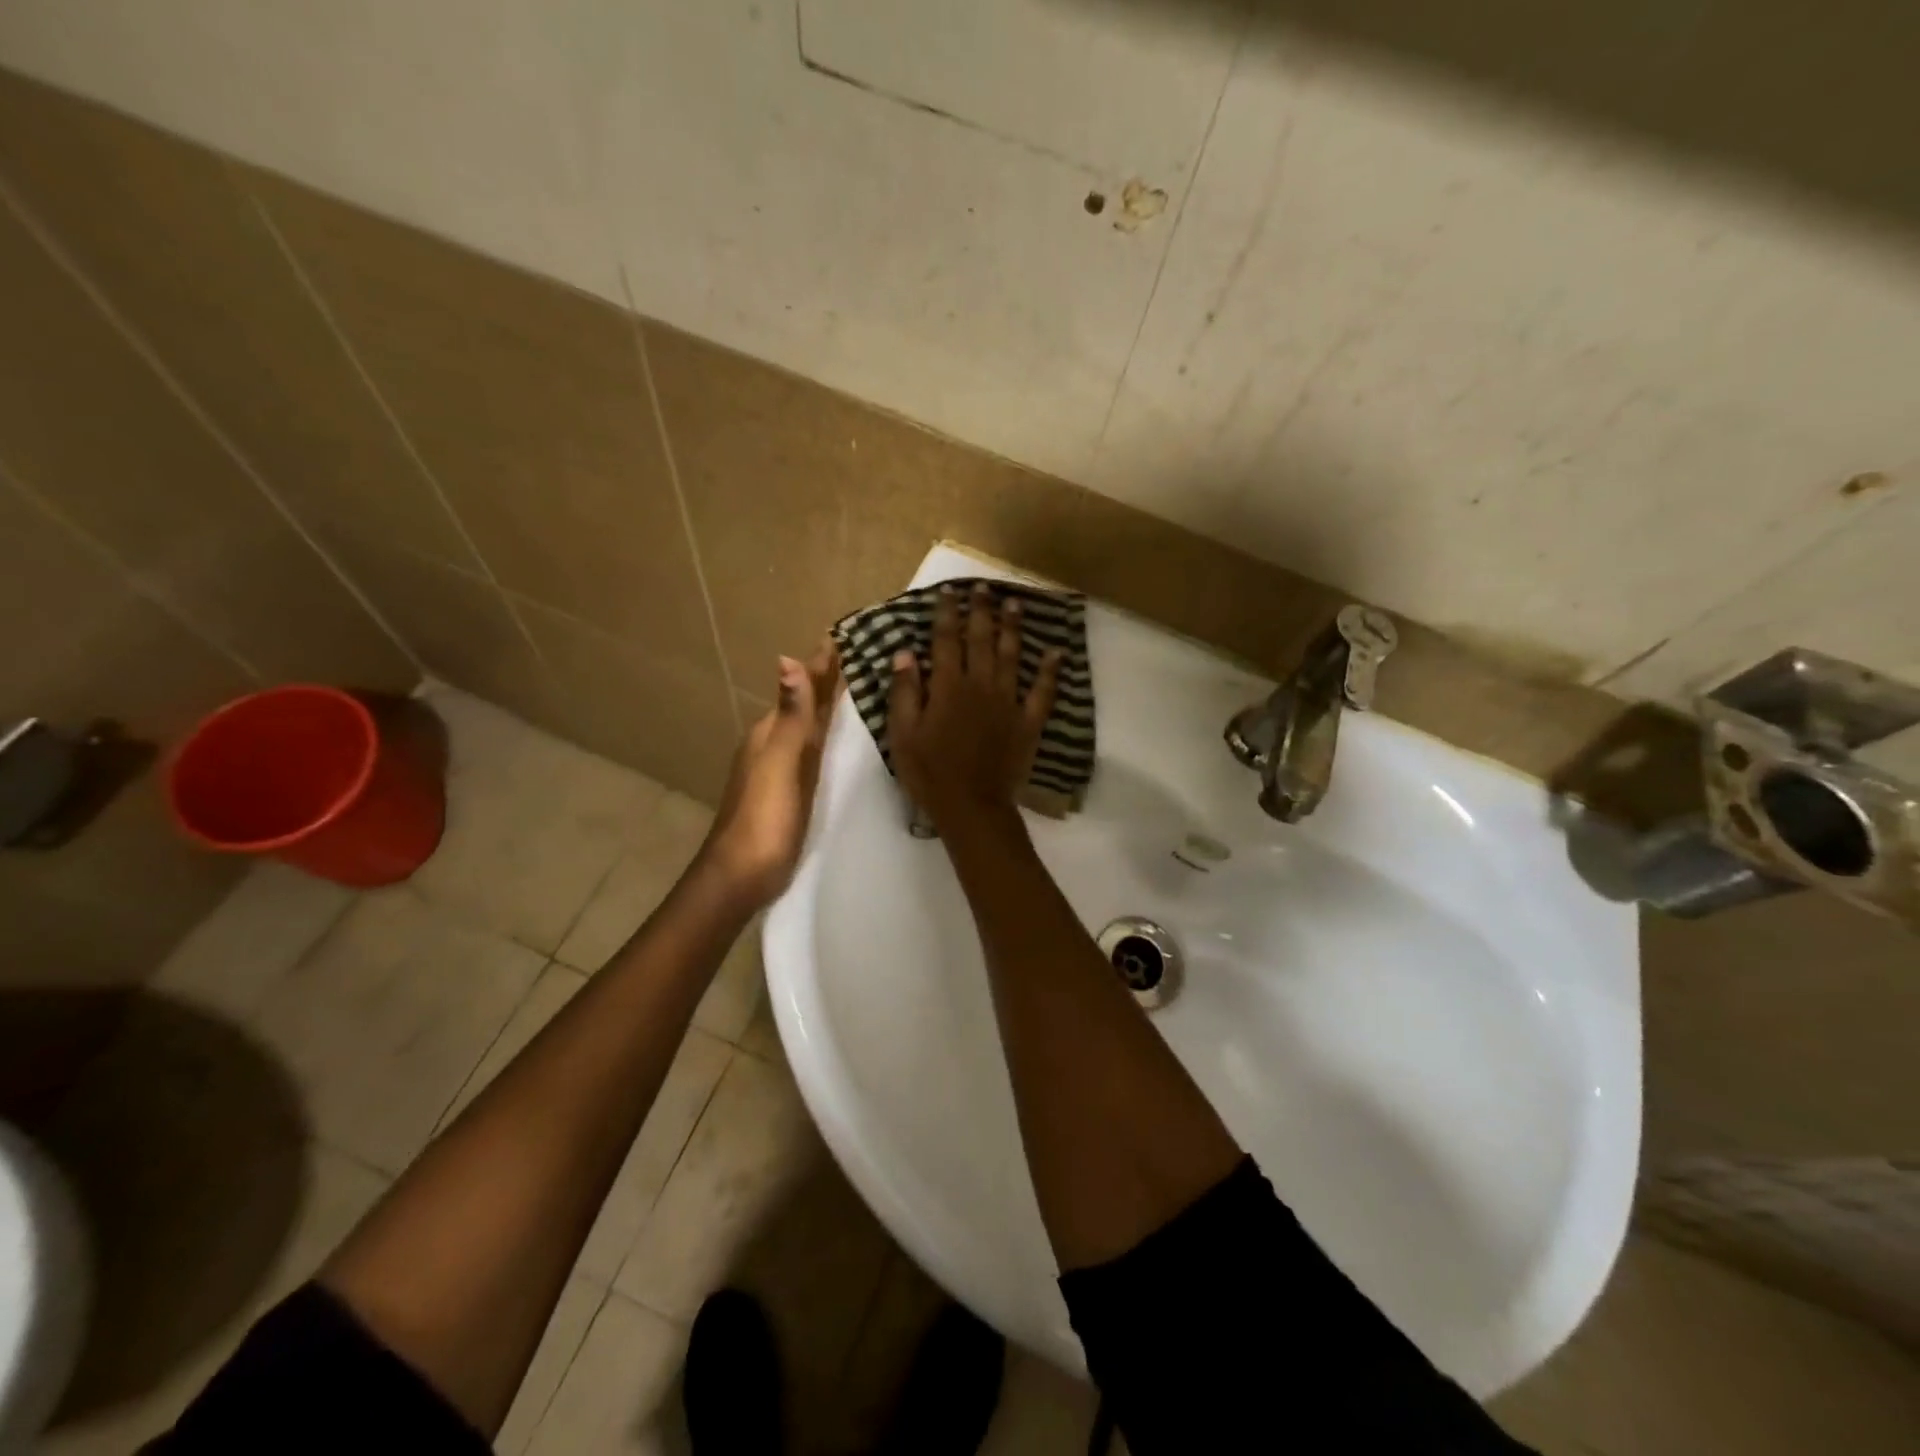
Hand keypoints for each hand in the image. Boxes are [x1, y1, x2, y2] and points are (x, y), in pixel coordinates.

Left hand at [701, 642, 839, 906]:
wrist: (741, 877)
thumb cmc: (763, 819)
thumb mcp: (780, 764)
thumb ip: (791, 718)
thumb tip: (787, 660)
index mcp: (771, 734)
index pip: (801, 689)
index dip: (820, 665)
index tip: (841, 636)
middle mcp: (774, 745)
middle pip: (804, 704)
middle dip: (825, 679)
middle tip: (854, 654)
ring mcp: (781, 769)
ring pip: (808, 726)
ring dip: (825, 705)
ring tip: (851, 687)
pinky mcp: (791, 791)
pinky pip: (813, 750)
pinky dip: (826, 735)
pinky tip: (834, 739)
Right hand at [888, 583, 1062, 829]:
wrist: (971, 806)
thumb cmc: (929, 772)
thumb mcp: (903, 734)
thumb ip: (905, 691)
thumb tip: (904, 652)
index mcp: (948, 686)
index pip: (946, 640)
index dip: (947, 613)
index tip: (949, 591)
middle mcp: (981, 685)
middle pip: (982, 640)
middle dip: (982, 611)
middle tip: (984, 587)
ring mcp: (1009, 702)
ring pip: (1013, 656)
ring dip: (1014, 628)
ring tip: (1015, 604)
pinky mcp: (1028, 722)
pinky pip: (1043, 692)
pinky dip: (1051, 671)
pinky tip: (1057, 652)